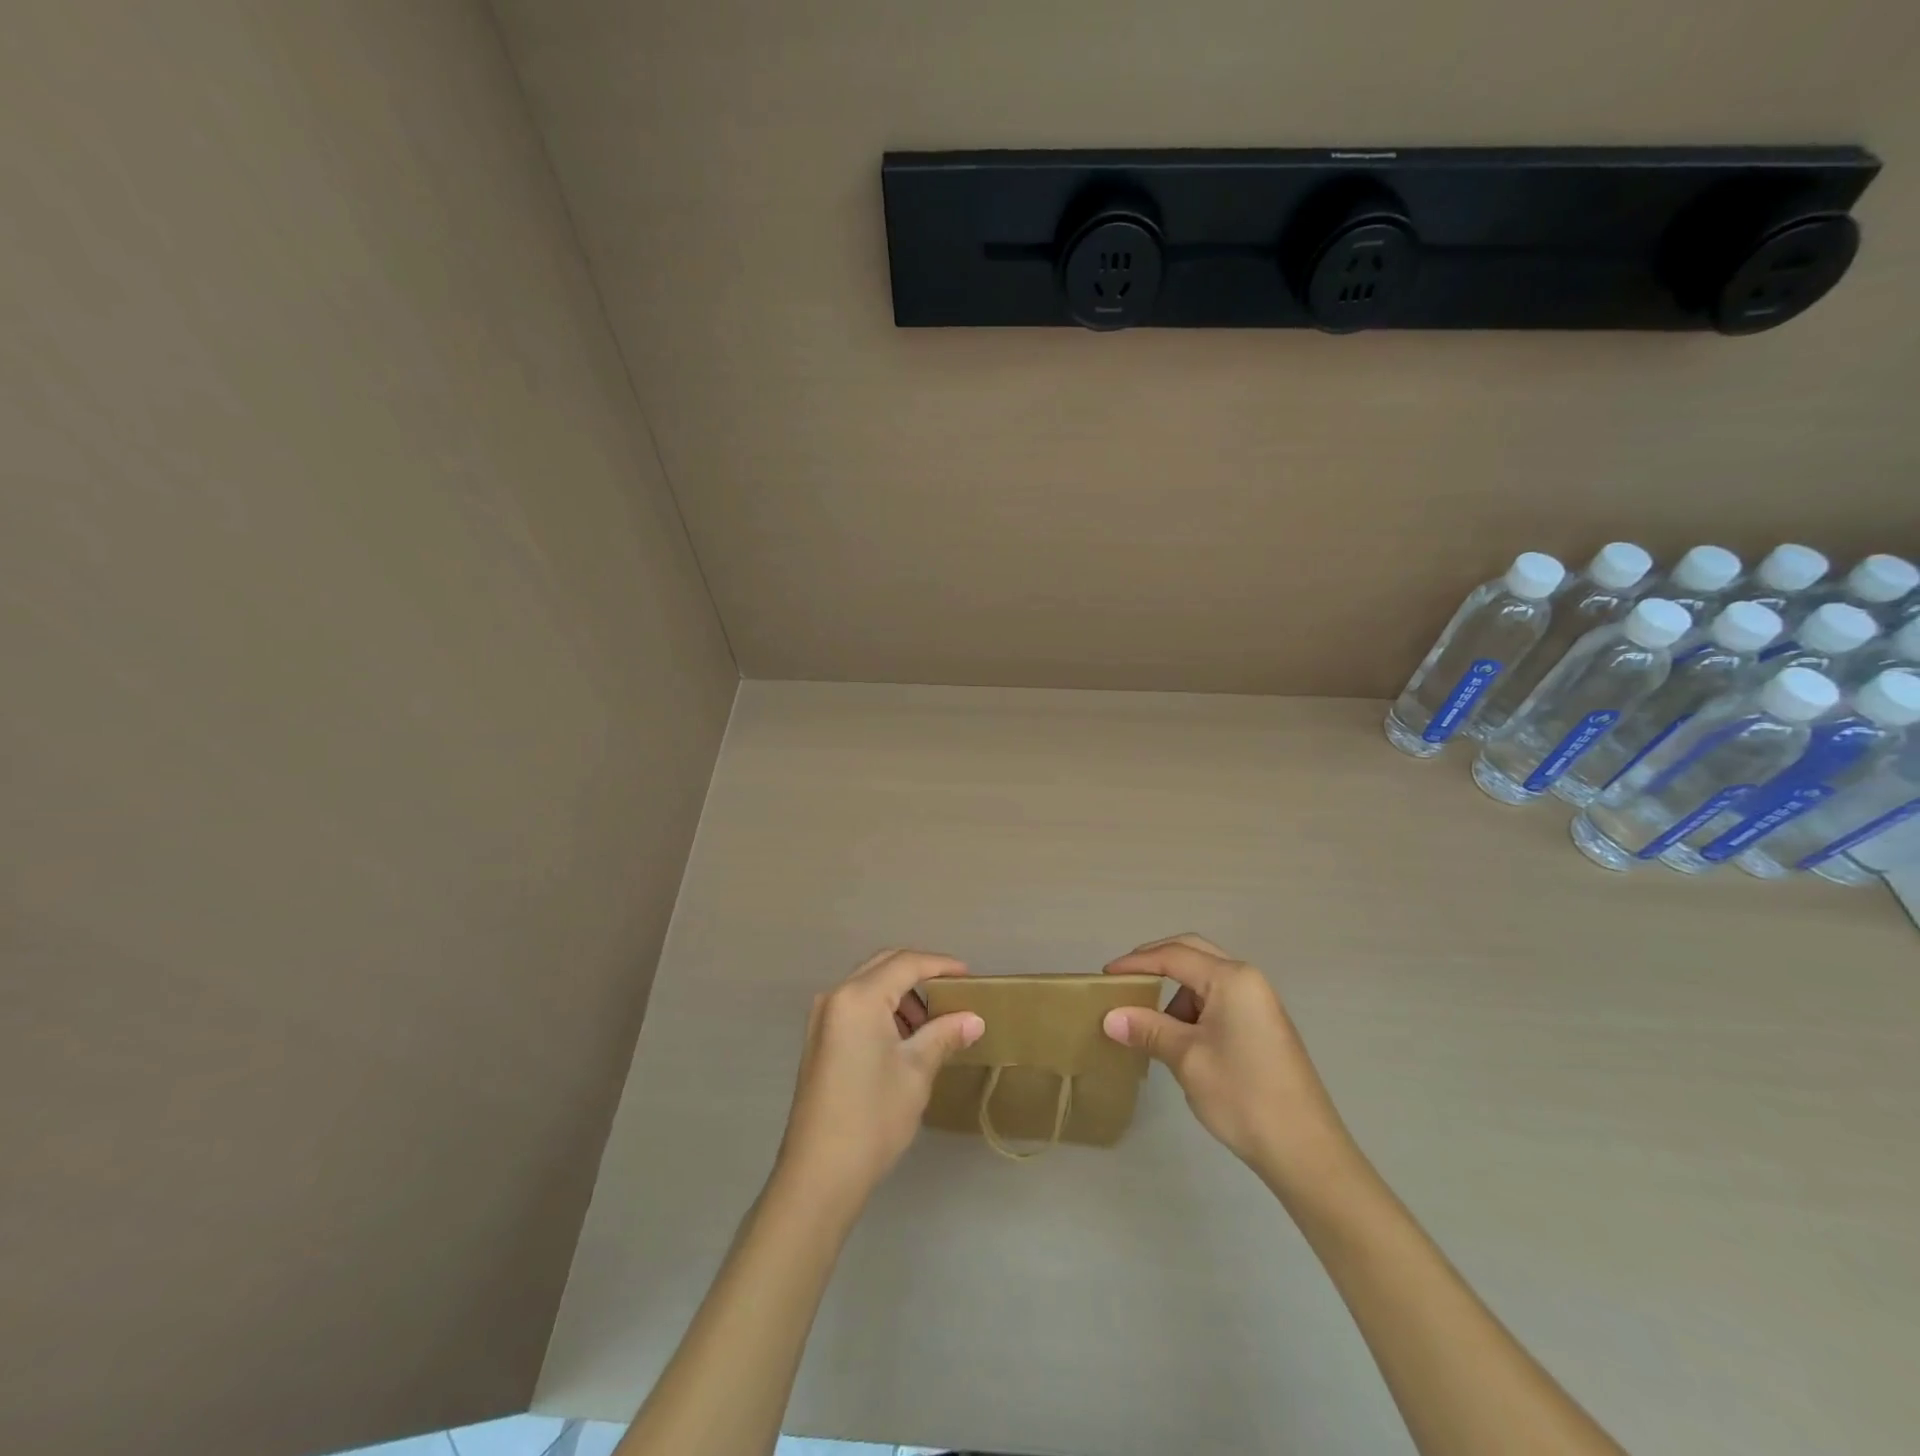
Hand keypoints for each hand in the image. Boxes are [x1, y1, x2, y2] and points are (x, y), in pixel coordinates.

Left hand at [774, 949, 985, 1214]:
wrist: (819, 1174)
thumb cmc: (873, 1117)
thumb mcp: (916, 1071)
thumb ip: (944, 1035)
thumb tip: (974, 1019)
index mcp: (859, 997)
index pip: (906, 963)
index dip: (940, 965)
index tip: (969, 976)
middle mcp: (836, 996)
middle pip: (884, 966)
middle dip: (920, 974)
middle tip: (953, 993)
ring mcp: (822, 1018)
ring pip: (868, 985)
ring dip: (901, 994)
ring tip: (931, 1023)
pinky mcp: (819, 1040)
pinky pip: (856, 1006)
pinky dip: (882, 1009)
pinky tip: (903, 1039)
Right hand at [1102, 934, 1352, 1191]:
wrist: (1306, 1152)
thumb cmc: (1243, 1097)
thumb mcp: (1187, 1059)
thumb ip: (1148, 1029)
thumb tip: (1110, 1017)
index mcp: (1232, 979)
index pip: (1173, 955)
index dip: (1135, 962)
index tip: (1104, 976)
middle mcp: (1248, 980)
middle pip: (1193, 953)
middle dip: (1155, 963)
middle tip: (1124, 981)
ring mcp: (1259, 1003)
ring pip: (1206, 978)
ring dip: (1175, 991)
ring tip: (1149, 1022)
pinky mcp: (1263, 1026)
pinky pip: (1219, 999)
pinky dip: (1193, 1008)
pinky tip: (1179, 1038)